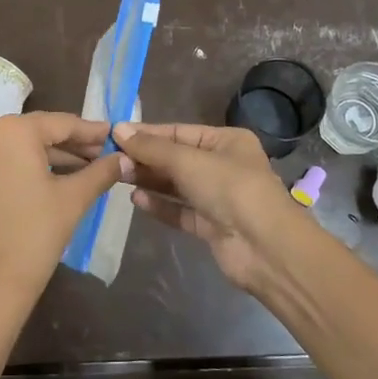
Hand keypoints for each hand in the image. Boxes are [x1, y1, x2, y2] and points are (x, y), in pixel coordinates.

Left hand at [0, 112, 126, 317]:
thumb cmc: (36, 233)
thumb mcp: (74, 198)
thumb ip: (102, 171)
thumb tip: (126, 158)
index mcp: (13, 131)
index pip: (62, 123)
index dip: (92, 131)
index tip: (117, 135)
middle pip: (42, 131)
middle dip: (76, 143)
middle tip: (108, 153)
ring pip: (26, 146)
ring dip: (58, 155)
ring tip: (93, 166)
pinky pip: (12, 160)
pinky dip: (37, 165)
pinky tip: (65, 176)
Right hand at [112, 122, 315, 295]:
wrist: (265, 248)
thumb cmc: (230, 189)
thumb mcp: (188, 161)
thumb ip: (152, 148)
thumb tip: (118, 130)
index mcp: (227, 141)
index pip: (180, 132)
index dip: (148, 134)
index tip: (115, 135)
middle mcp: (224, 166)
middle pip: (177, 158)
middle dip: (147, 158)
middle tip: (112, 159)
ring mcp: (218, 198)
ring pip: (177, 185)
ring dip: (150, 181)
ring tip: (119, 176)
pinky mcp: (212, 226)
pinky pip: (181, 211)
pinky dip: (160, 205)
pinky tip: (136, 200)